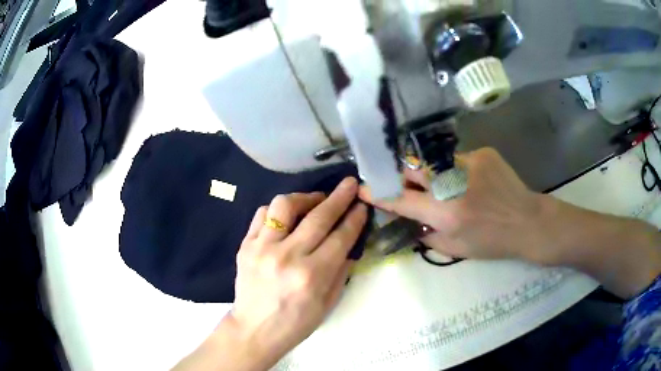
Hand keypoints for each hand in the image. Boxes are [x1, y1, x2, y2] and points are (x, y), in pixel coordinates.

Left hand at [174, 178, 366, 370]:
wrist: (254, 330)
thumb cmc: (295, 323)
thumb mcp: (328, 304)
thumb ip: (341, 272)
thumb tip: (351, 245)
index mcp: (312, 275)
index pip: (340, 237)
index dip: (355, 218)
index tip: (362, 204)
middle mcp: (287, 256)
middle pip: (318, 217)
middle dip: (339, 197)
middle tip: (349, 184)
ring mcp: (262, 248)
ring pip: (284, 205)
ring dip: (305, 197)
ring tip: (315, 200)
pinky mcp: (245, 246)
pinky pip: (262, 214)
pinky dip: (277, 210)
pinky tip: (287, 215)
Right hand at [360, 148, 551, 262]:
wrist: (528, 221)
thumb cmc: (493, 242)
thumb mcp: (457, 248)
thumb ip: (428, 235)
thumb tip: (410, 221)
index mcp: (446, 213)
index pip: (402, 200)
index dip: (379, 195)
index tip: (362, 189)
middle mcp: (453, 184)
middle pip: (411, 169)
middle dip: (400, 175)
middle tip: (401, 183)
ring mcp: (468, 163)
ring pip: (433, 161)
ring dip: (428, 173)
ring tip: (441, 186)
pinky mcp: (482, 153)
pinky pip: (455, 159)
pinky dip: (452, 170)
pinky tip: (468, 182)